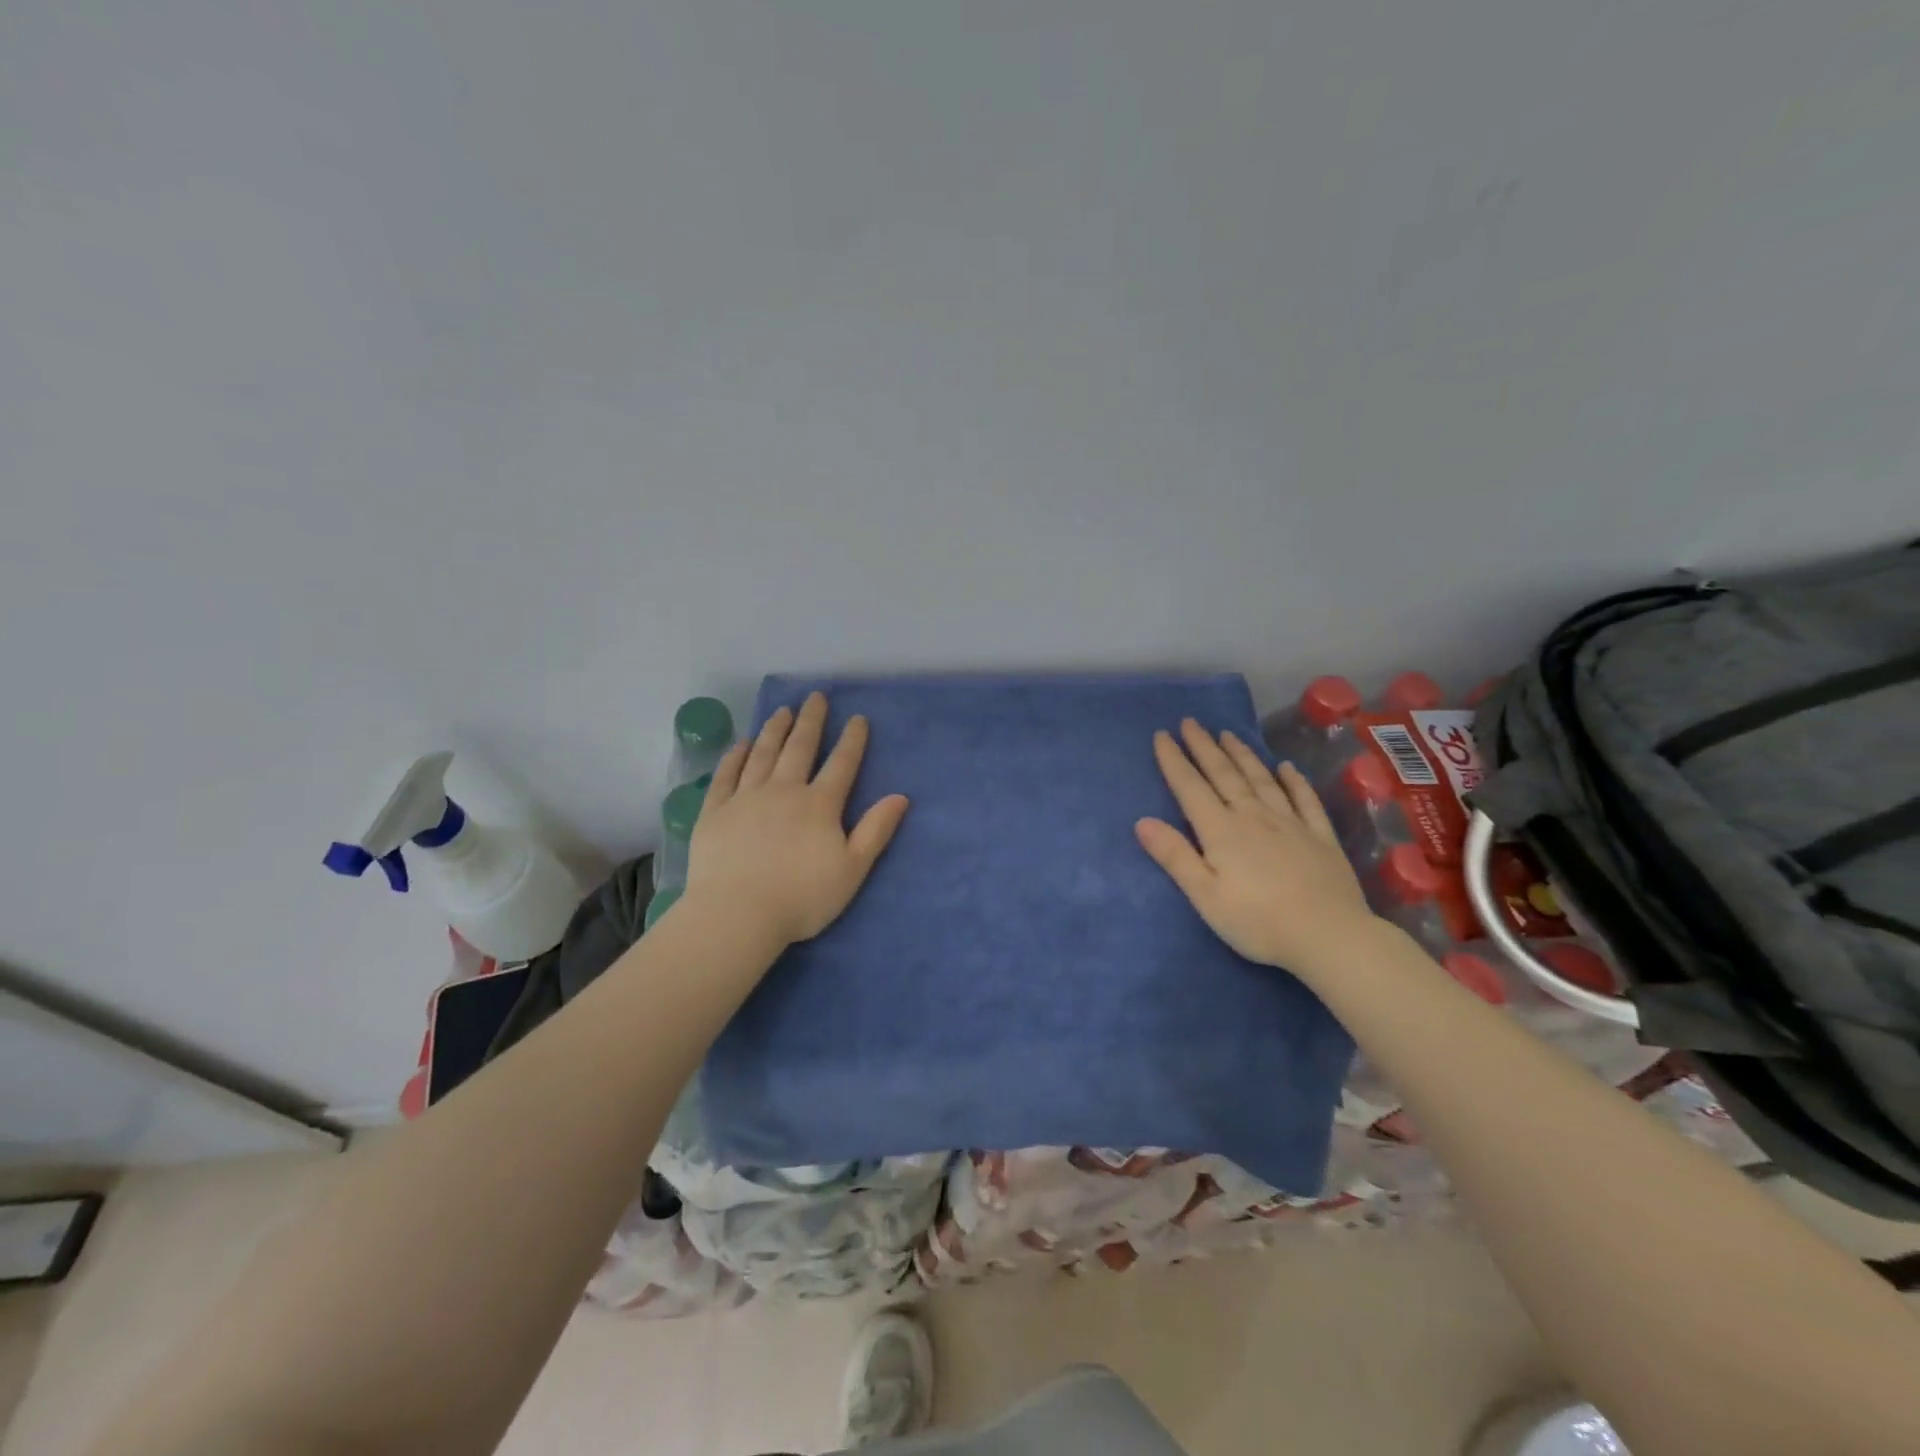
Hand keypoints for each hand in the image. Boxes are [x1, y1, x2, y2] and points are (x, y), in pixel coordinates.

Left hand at [687, 692, 909, 946]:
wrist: (737, 915)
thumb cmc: (802, 898)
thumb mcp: (852, 869)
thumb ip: (876, 831)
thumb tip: (901, 797)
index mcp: (819, 805)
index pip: (841, 764)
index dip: (852, 740)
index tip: (857, 718)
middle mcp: (783, 791)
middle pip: (799, 748)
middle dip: (810, 721)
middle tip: (815, 697)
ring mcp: (746, 798)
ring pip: (763, 755)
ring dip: (774, 731)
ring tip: (782, 711)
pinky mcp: (715, 812)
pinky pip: (726, 776)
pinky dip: (734, 757)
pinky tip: (740, 745)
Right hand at [1135, 720, 1379, 978]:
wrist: (1330, 936)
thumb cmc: (1258, 922)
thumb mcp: (1205, 896)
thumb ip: (1175, 856)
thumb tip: (1142, 821)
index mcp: (1222, 831)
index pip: (1191, 788)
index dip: (1174, 761)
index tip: (1162, 735)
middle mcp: (1254, 817)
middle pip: (1225, 775)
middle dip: (1204, 747)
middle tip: (1191, 722)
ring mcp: (1290, 824)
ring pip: (1261, 780)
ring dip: (1242, 755)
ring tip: (1228, 734)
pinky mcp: (1320, 837)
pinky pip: (1304, 800)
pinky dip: (1294, 781)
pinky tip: (1287, 768)